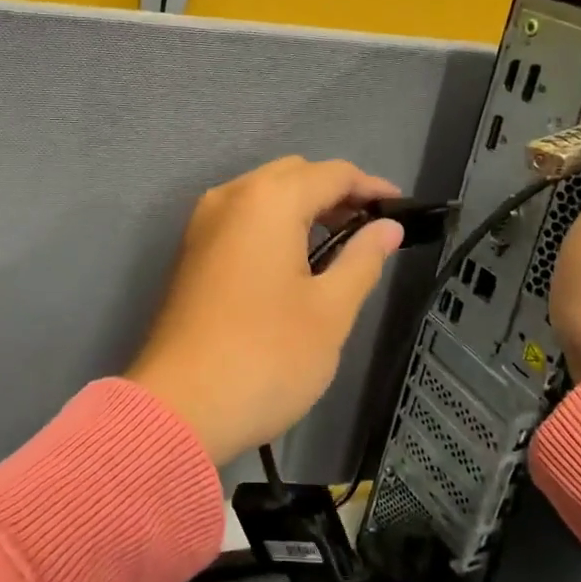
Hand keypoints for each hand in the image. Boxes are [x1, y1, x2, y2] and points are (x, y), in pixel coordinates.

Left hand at [129, 157, 405, 465]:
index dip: (371, 188)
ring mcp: (203, 225)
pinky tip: (295, 261)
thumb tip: (387, 229)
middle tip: (371, 230)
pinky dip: (273, 226)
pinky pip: (241, 220)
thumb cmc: (265, 357)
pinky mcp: (191, 253)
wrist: (179, 408)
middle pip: (293, 175)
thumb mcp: (330, 311)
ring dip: (303, 209)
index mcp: (267, 200)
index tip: (401, 211)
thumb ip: (362, 259)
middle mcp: (230, 198)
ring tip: (339, 246)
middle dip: (335, 194)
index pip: (331, 173)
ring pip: (263, 196)